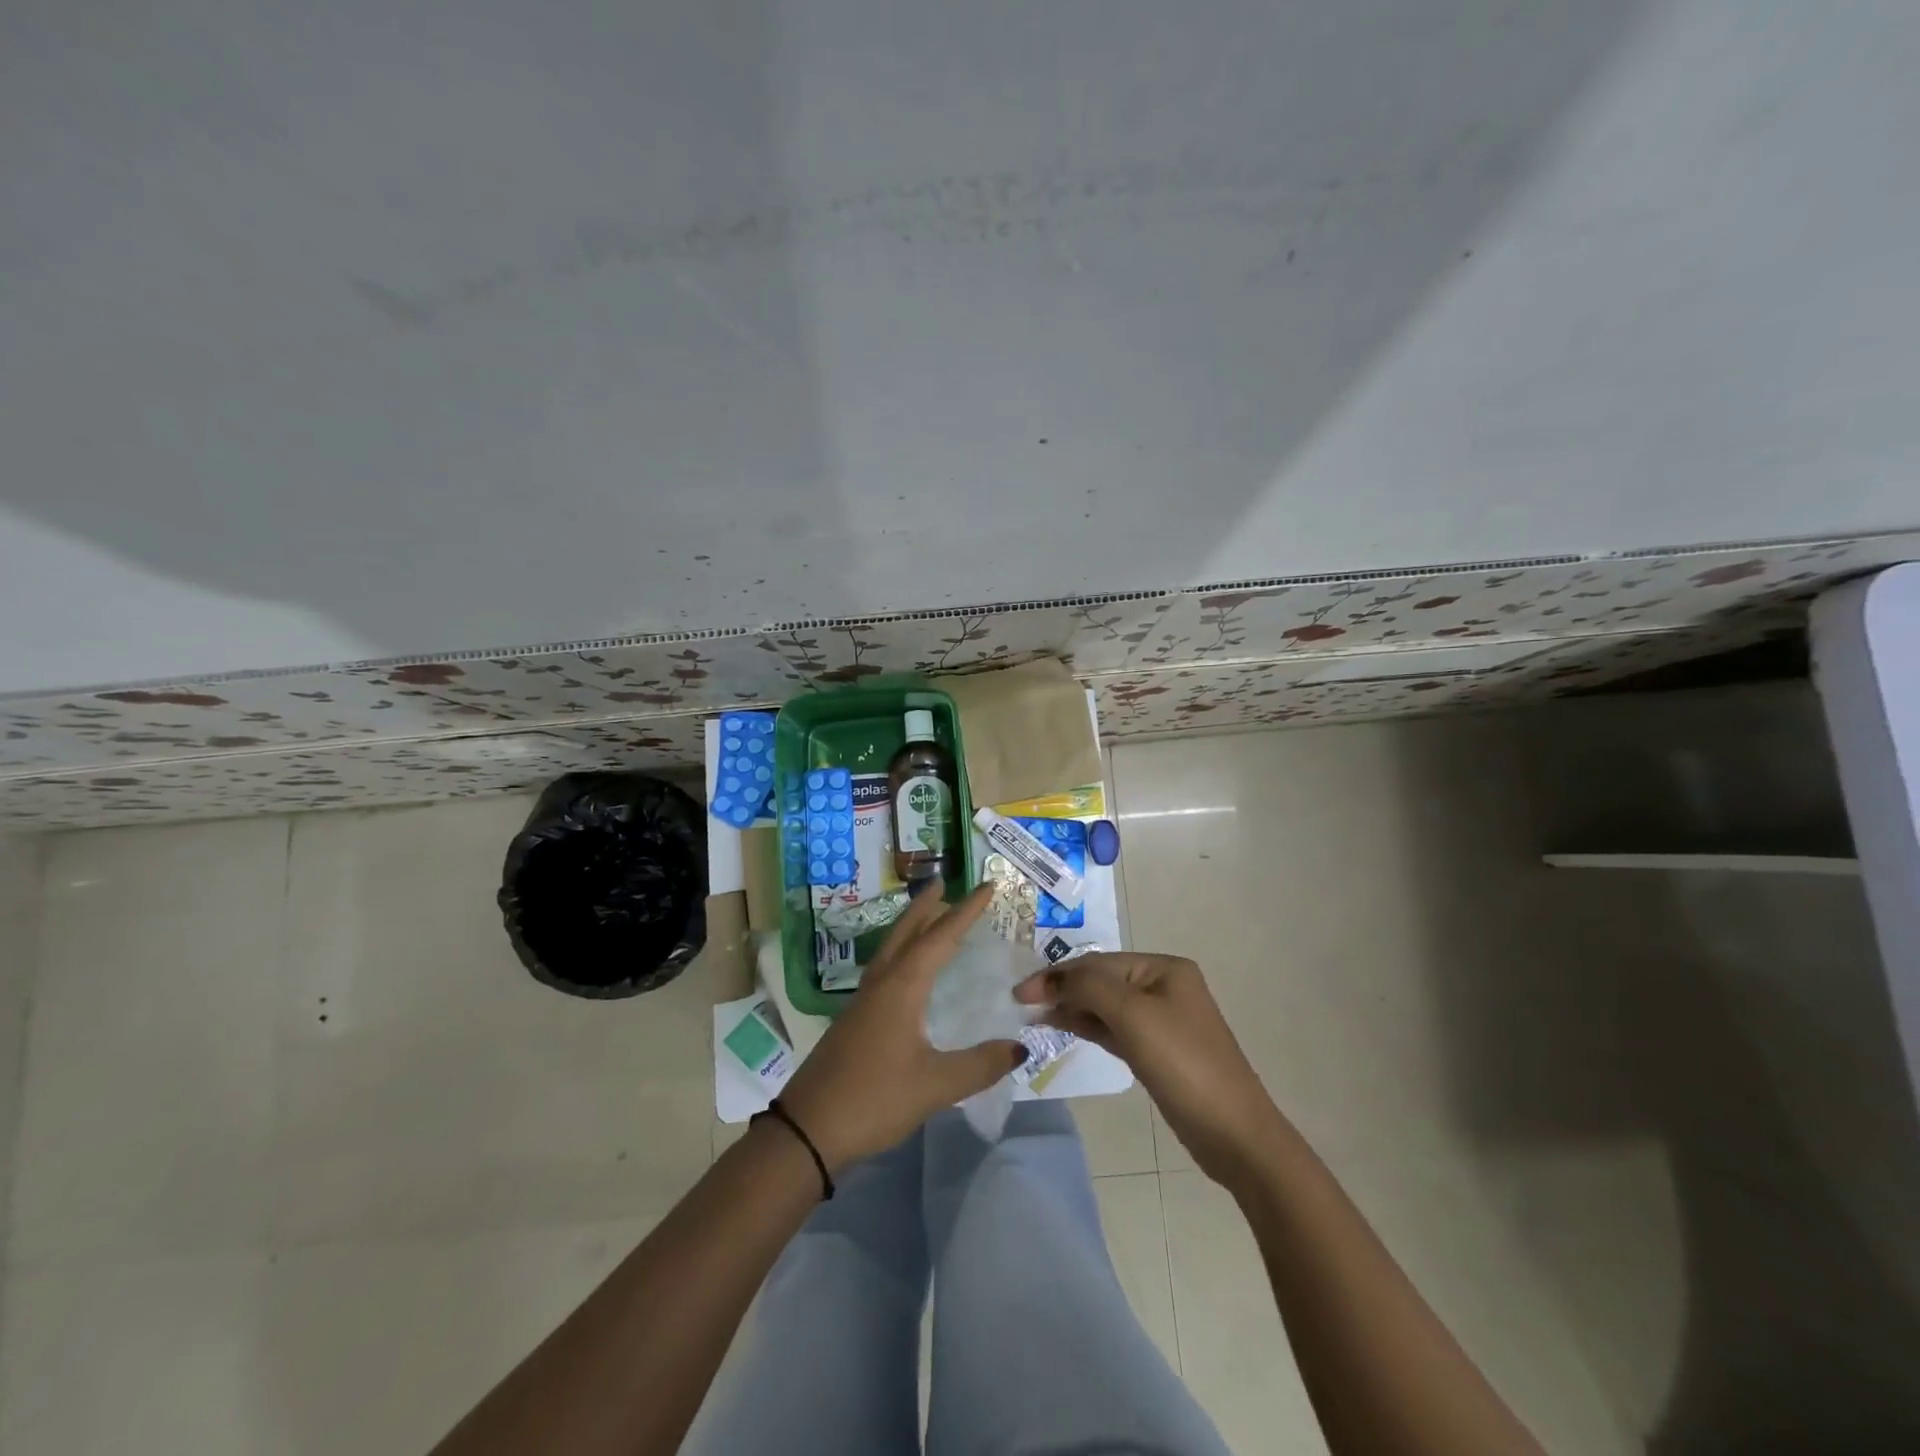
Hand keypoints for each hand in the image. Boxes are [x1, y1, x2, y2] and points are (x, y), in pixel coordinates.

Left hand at [778, 880, 1025, 1170]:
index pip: (940, 938)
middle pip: (906, 932)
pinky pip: (884, 969)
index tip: (986, 886)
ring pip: (891, 949)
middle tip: (944, 884)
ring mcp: (862, 1001)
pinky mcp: (854, 1020)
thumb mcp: (935, 1085)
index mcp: (902, 987)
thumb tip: (1020, 1047)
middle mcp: (881, 984)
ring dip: (911, 927)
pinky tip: (906, 972)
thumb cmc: (874, 1100)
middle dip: (927, 907)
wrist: (808, 1130)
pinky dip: (901, 953)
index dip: (966, 911)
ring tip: (928, 917)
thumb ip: (980, 1065)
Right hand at [1017, 952, 1281, 1187]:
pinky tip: (1064, 1026)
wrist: (1234, 1133)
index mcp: (1164, 968)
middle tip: (1022, 1003)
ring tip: (1035, 1015)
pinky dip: (1089, 1026)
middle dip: (1063, 988)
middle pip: (1102, 980)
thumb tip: (1051, 979)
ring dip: (1072, 1007)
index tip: (1019, 992)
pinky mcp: (1158, 1050)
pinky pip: (1115, 1028)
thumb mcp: (1133, 1016)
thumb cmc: (1183, 1064)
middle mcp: (1164, 986)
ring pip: (1106, 1004)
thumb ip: (1089, 987)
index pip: (1098, 962)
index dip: (1058, 974)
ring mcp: (1162, 1019)